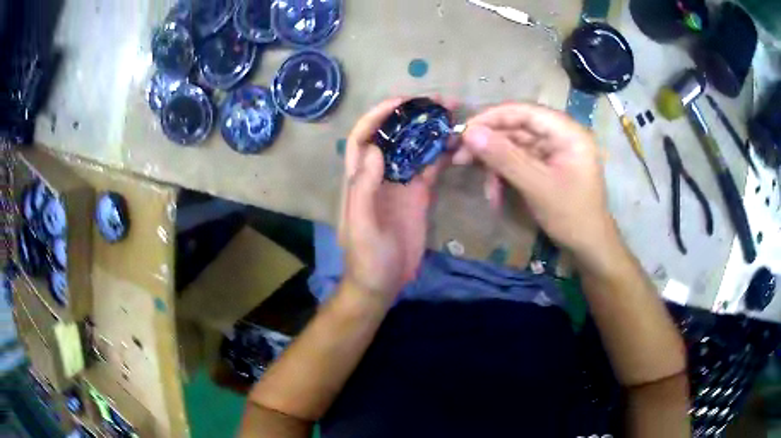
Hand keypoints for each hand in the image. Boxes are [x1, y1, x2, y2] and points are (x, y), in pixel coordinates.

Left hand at [338, 98, 444, 300]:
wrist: (382, 284)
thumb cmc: (365, 258)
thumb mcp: (360, 226)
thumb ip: (363, 188)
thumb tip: (375, 149)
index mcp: (359, 179)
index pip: (363, 138)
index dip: (377, 116)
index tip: (401, 102)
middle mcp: (379, 175)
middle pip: (393, 136)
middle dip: (411, 116)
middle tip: (437, 102)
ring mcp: (400, 184)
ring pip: (414, 148)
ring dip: (430, 131)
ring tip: (452, 115)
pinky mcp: (419, 195)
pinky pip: (430, 168)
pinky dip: (442, 154)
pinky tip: (457, 144)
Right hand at [458, 103, 618, 258]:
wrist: (590, 247)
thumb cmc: (571, 216)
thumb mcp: (537, 186)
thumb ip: (504, 157)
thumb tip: (469, 133)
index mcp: (567, 132)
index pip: (524, 111)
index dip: (492, 118)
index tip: (464, 131)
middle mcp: (560, 135)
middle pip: (517, 128)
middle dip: (490, 146)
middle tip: (460, 159)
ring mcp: (553, 151)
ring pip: (515, 147)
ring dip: (496, 168)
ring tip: (487, 192)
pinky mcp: (547, 166)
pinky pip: (520, 163)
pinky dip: (506, 177)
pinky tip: (497, 196)